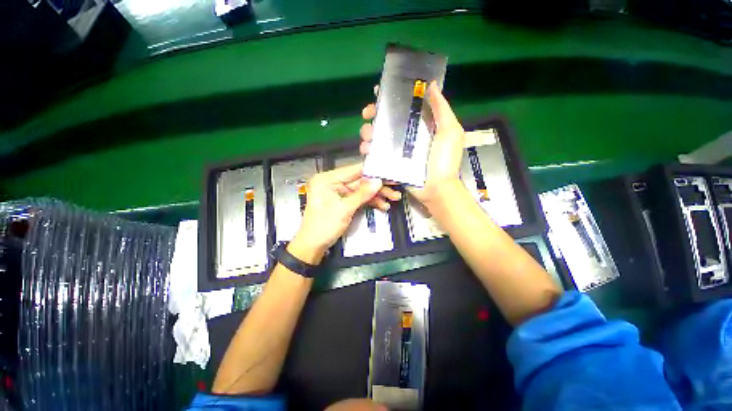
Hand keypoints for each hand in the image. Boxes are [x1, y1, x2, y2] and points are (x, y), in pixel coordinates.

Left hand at [290, 163, 400, 263]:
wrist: (313, 246)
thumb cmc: (323, 227)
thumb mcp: (344, 209)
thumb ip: (362, 194)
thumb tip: (378, 181)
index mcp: (327, 179)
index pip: (354, 170)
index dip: (373, 171)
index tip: (389, 172)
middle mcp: (333, 182)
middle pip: (360, 180)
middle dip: (378, 185)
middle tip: (395, 186)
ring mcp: (338, 192)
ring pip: (362, 190)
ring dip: (377, 195)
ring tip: (394, 198)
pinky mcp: (343, 201)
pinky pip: (359, 198)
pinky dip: (370, 201)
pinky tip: (383, 205)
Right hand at [360, 82, 465, 207]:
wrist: (436, 188)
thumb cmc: (445, 160)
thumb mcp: (449, 131)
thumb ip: (441, 108)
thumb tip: (431, 84)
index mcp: (419, 125)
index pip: (402, 107)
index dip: (390, 99)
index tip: (379, 93)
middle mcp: (405, 135)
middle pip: (384, 120)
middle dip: (373, 114)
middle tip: (368, 114)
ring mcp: (395, 150)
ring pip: (375, 136)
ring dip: (367, 132)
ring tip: (368, 135)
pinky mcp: (388, 163)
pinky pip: (373, 154)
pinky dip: (367, 150)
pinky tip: (366, 149)